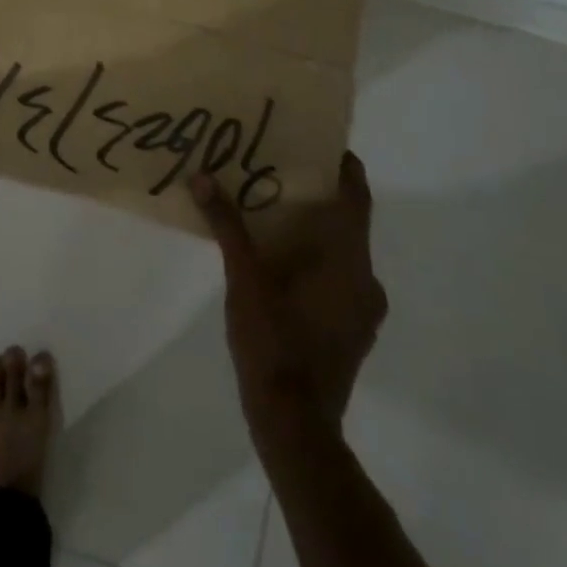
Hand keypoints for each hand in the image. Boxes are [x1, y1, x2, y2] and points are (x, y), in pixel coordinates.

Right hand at [190, 152, 387, 427]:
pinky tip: (279, 262)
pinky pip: (338, 277)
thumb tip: (201, 178)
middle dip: (316, 196)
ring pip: (342, 252)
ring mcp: (362, 309)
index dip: (344, 166)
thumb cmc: (273, 342)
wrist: (295, 425)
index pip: (356, 197)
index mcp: (348, 261)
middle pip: (347, 222)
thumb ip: (227, 227)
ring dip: (314, 231)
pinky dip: (315, 260)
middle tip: (277, 171)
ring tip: (272, 213)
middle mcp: (366, 279)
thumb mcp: (243, 279)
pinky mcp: (352, 330)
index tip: (318, 141)